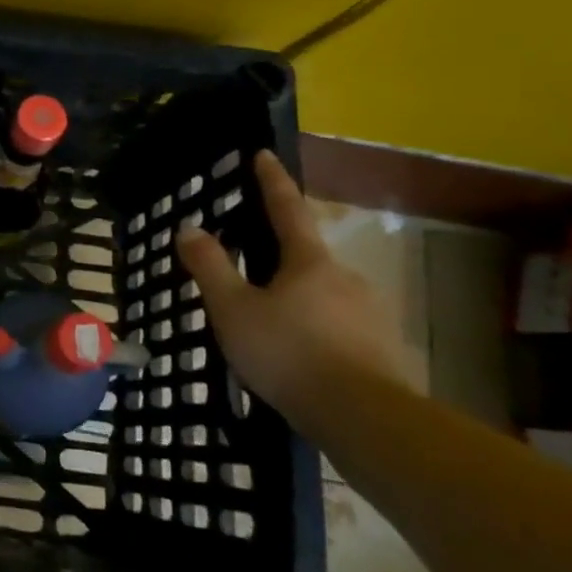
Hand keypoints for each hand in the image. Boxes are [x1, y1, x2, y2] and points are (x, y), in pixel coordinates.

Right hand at [175, 151, 406, 416]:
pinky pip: (340, 327)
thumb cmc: (289, 354)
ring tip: (271, 328)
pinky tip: (301, 357)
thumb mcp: (234, 310)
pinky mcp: (383, 347)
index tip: (264, 154)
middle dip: (281, 259)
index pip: (287, 208)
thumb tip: (189, 227)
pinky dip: (317, 331)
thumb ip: (211, 268)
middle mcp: (346, 277)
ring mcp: (370, 312)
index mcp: (309, 261)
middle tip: (252, 274)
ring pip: (324, 295)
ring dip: (299, 300)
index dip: (272, 181)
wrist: (364, 418)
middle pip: (307, 256)